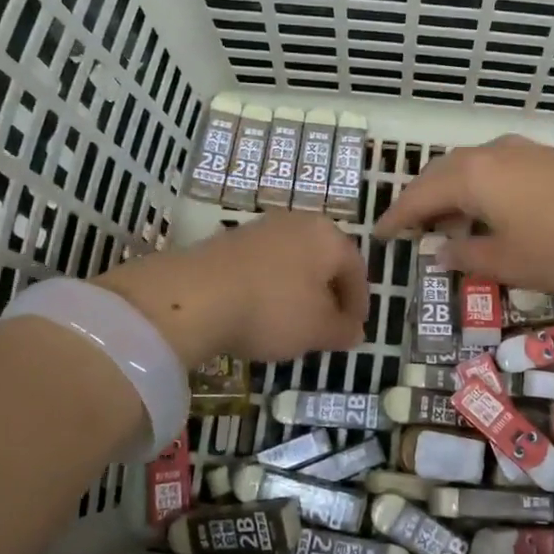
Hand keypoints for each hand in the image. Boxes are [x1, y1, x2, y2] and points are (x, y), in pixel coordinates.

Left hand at [97, 212, 368, 365]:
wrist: (194, 296)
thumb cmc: (272, 310)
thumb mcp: (318, 330)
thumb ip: (343, 330)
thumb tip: (355, 330)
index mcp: (329, 236)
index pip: (356, 269)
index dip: (358, 304)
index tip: (353, 331)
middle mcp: (298, 222)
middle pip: (324, 261)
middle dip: (328, 295)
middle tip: (326, 327)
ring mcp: (261, 227)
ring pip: (293, 262)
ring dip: (298, 291)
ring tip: (290, 323)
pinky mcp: (229, 239)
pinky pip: (264, 265)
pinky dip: (269, 287)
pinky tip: (258, 312)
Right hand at [373, 136, 553, 291]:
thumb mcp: (508, 263)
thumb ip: (467, 256)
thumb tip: (440, 251)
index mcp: (472, 177)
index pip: (418, 196)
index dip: (396, 217)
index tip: (379, 234)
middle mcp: (490, 154)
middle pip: (440, 173)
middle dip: (421, 200)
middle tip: (409, 226)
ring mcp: (521, 150)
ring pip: (469, 167)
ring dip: (451, 192)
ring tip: (448, 222)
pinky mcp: (546, 156)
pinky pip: (495, 167)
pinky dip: (479, 187)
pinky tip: (491, 210)